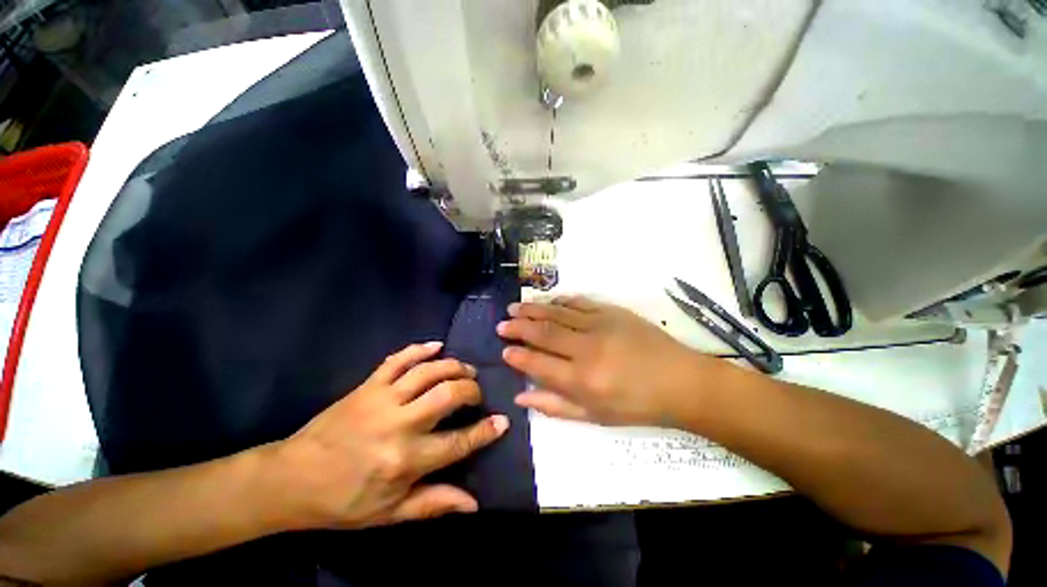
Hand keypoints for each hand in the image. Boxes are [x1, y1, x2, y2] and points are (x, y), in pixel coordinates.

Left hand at [270, 342, 508, 529]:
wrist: (291, 478)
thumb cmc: (343, 500)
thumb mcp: (389, 513)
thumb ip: (433, 504)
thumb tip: (473, 503)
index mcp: (405, 460)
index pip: (458, 442)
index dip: (485, 431)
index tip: (502, 421)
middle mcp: (399, 424)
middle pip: (448, 395)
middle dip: (471, 390)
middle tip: (477, 393)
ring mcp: (382, 399)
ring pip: (429, 371)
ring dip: (454, 367)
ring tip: (466, 370)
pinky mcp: (367, 385)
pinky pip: (397, 359)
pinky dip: (419, 349)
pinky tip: (436, 346)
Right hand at [498, 296, 718, 425]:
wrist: (679, 382)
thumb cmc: (636, 405)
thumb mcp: (594, 416)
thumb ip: (555, 406)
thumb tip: (521, 395)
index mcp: (582, 380)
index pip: (538, 363)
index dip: (517, 356)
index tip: (503, 351)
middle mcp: (586, 349)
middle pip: (544, 333)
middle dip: (519, 327)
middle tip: (502, 324)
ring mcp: (600, 325)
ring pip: (558, 313)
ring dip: (534, 309)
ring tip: (515, 307)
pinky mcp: (612, 312)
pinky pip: (579, 302)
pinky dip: (560, 300)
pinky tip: (549, 301)